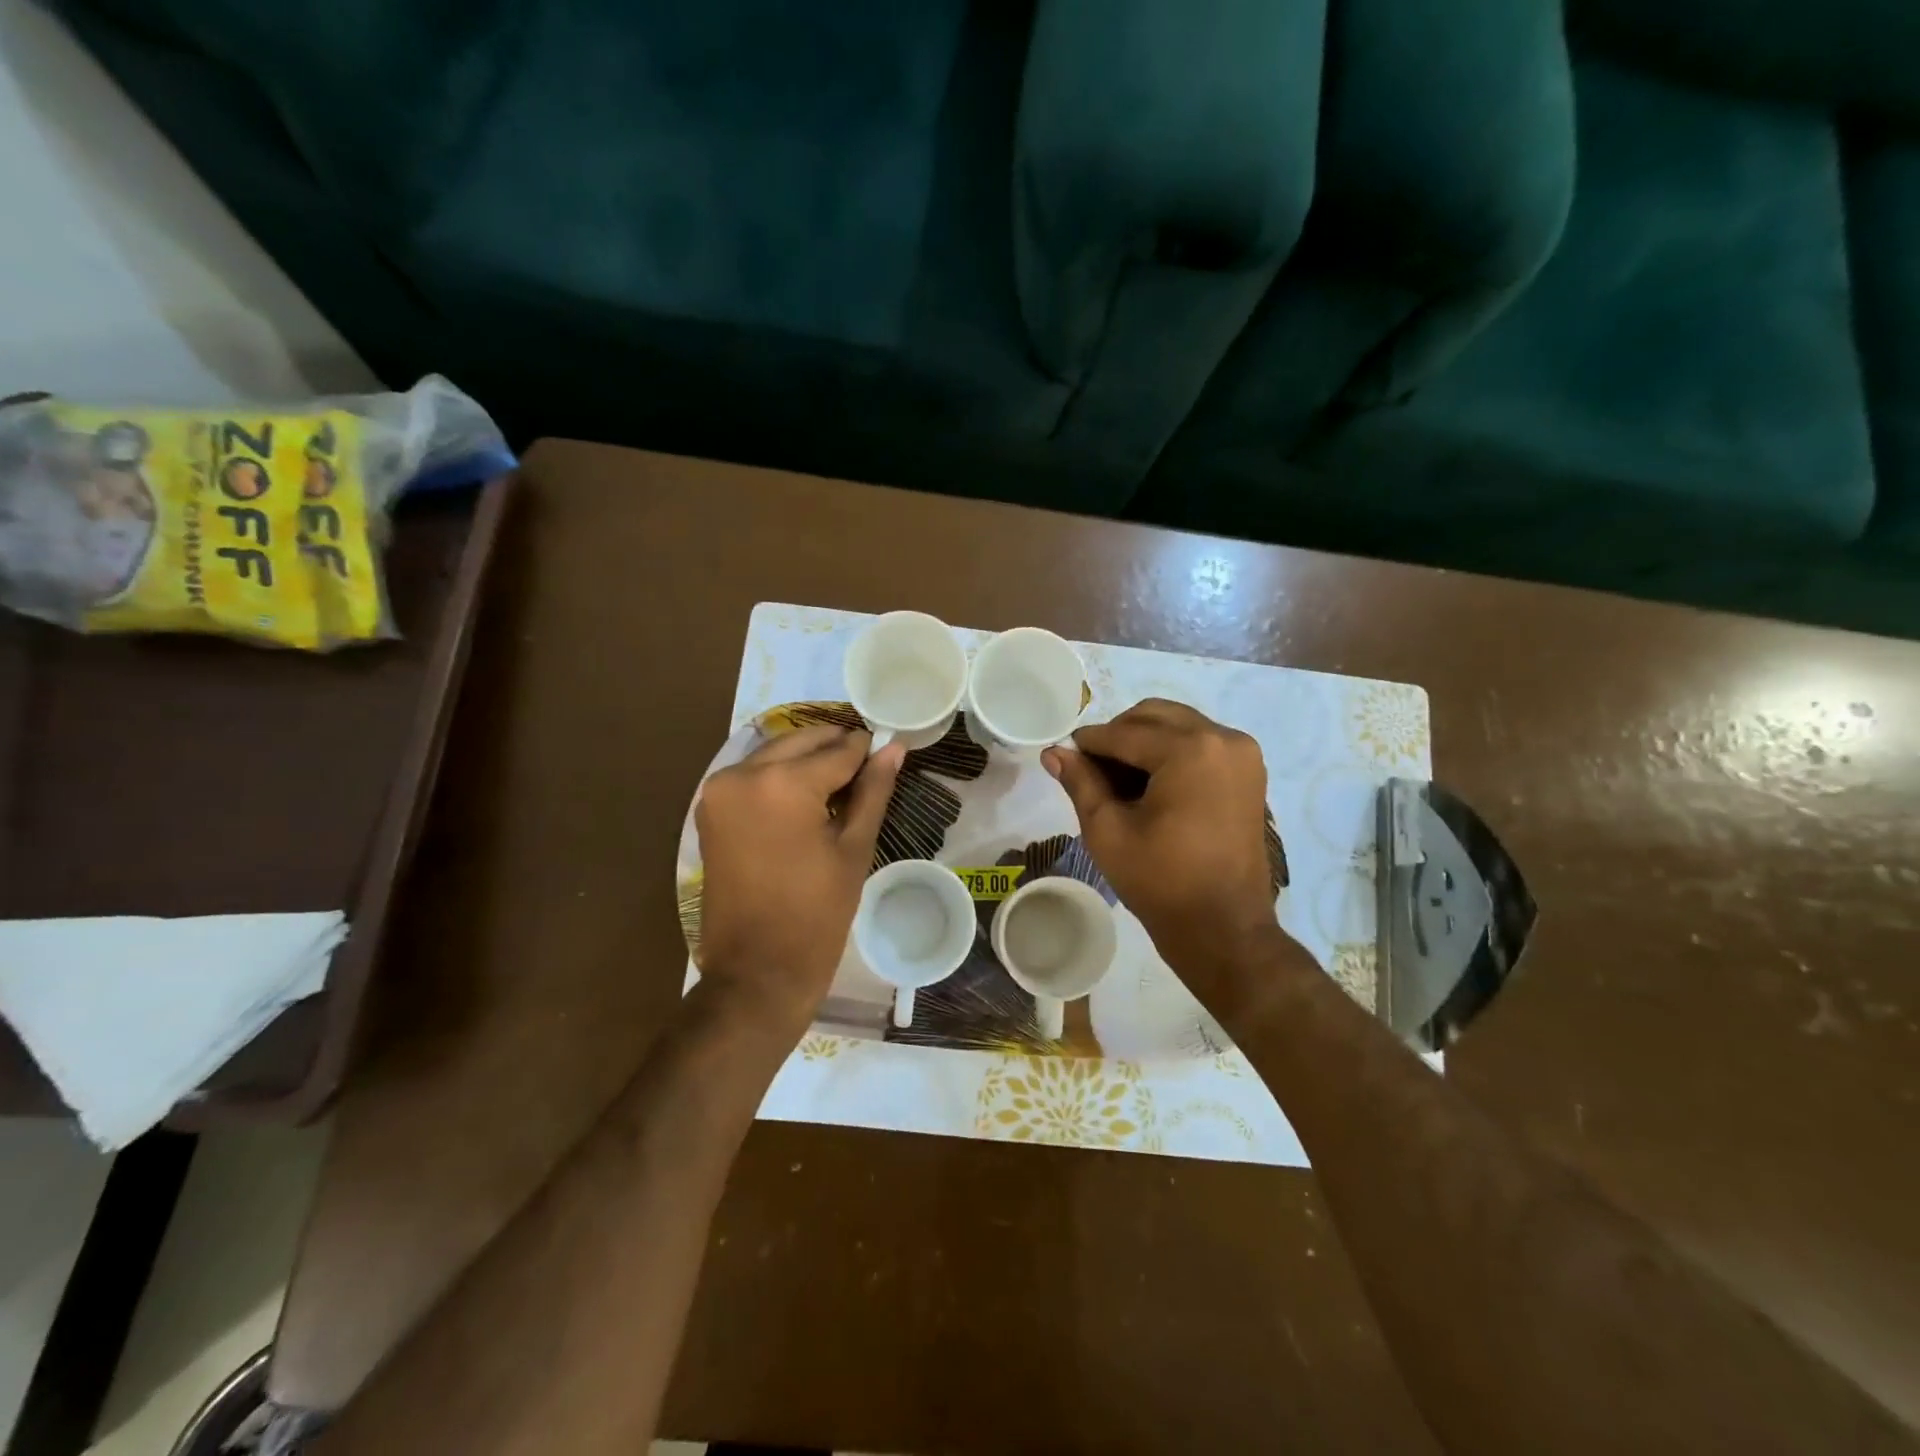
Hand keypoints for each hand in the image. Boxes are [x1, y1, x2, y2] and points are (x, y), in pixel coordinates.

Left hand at [696, 725, 903, 1036]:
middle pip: (802, 741)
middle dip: (836, 748)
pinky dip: (781, 775)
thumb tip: (894, 747)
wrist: (757, 971)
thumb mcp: (854, 848)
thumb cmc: (817, 914)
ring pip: (776, 752)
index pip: (838, 750)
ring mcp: (719, 789)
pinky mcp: (710, 807)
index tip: (888, 749)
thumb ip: (873, 790)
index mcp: (782, 783)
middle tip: (867, 766)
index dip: (868, 749)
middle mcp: (743, 773)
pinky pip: (753, 774)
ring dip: (807, 759)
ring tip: (840, 784)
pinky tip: (807, 796)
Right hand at [1043, 699, 1280, 977]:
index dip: (1089, 742)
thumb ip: (1081, 782)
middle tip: (1092, 767)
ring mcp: (1242, 754)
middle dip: (1119, 735)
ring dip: (1145, 741)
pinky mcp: (1250, 772)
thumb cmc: (1161, 881)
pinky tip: (1150, 785)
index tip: (1064, 751)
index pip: (1125, 732)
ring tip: (1119, 780)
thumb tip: (1054, 752)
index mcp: (1189, 750)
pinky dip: (1172, 753)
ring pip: (1179, 726)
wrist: (1223, 928)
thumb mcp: (1108, 830)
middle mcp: (1223, 738)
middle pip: (1155, 716)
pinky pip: (1201, 744)